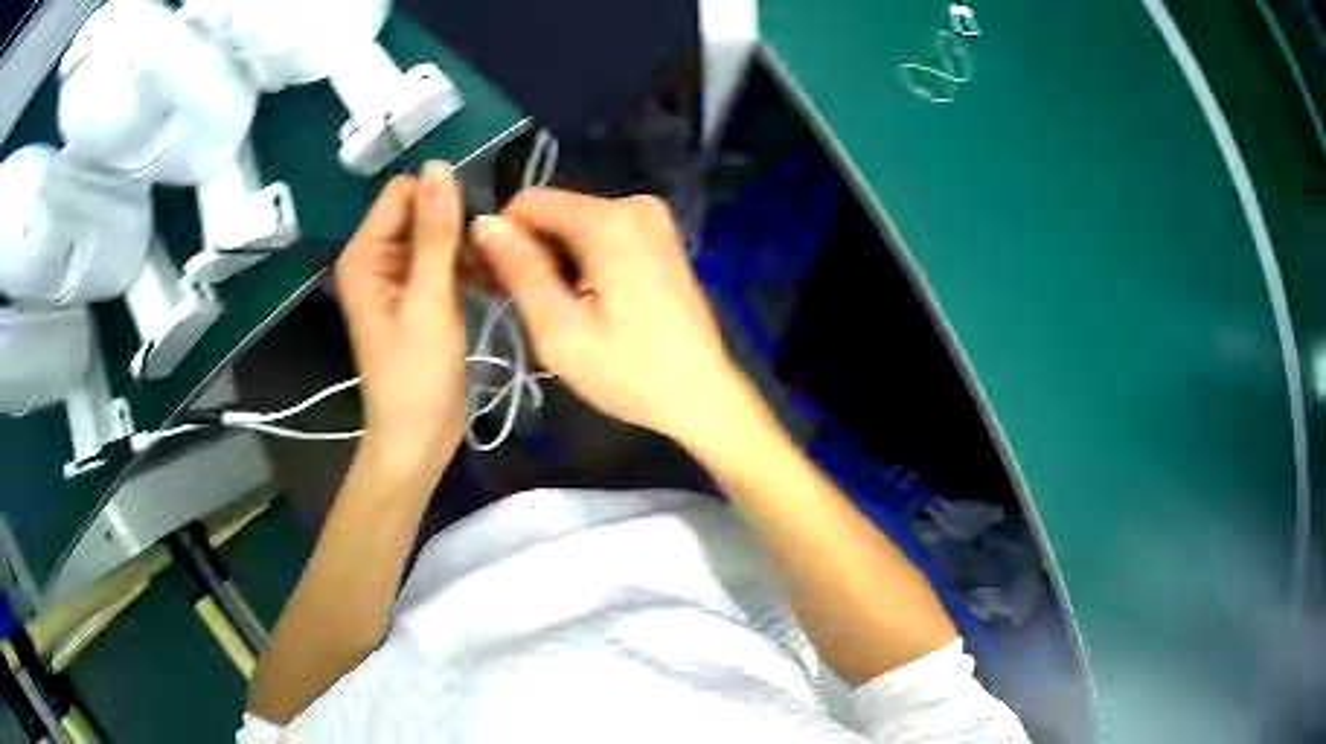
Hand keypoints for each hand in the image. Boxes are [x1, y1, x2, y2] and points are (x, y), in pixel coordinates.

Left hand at [335, 162, 466, 476]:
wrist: (418, 437)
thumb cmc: (417, 377)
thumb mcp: (429, 301)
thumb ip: (435, 233)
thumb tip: (438, 166)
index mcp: (366, 254)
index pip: (405, 193)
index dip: (442, 200)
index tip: (478, 228)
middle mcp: (376, 257)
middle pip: (422, 211)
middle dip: (458, 225)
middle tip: (493, 257)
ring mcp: (397, 276)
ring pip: (439, 234)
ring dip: (468, 246)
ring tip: (497, 272)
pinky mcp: (418, 294)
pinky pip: (444, 259)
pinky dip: (468, 266)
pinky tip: (493, 281)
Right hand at [471, 189, 754, 448]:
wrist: (702, 395)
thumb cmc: (629, 372)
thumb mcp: (559, 329)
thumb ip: (519, 269)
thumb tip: (482, 223)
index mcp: (609, 220)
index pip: (527, 203)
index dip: (502, 239)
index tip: (494, 284)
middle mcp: (634, 204)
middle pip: (554, 212)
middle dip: (530, 251)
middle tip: (522, 306)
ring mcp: (653, 218)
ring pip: (575, 224)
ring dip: (555, 259)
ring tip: (554, 312)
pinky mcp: (660, 237)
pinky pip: (602, 234)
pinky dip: (582, 260)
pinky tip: (584, 302)